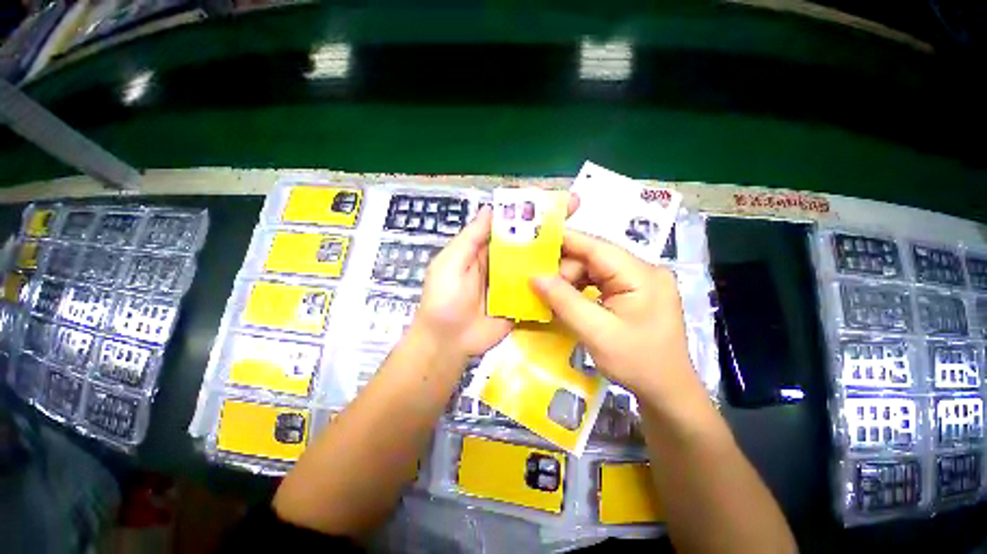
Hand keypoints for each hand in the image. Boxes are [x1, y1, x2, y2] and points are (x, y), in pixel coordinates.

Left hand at [412, 193, 579, 360]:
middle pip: (529, 241)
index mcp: (485, 249)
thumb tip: (490, 208)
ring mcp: (514, 283)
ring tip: (583, 243)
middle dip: (552, 226)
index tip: (552, 197)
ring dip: (558, 253)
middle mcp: (502, 263)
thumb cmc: (443, 299)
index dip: (530, 210)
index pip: (510, 224)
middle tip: (577, 210)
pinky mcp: (523, 302)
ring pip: (539, 263)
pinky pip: (541, 288)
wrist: (448, 342)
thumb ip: (471, 238)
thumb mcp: (450, 263)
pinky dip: (556, 281)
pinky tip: (576, 274)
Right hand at [531, 230, 699, 402]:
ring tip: (552, 297)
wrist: (668, 392)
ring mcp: (640, 281)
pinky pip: (600, 281)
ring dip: (571, 281)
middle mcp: (643, 270)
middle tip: (541, 287)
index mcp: (642, 275)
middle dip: (565, 270)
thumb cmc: (638, 364)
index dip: (565, 240)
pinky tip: (568, 300)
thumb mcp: (596, 333)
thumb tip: (535, 277)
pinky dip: (580, 289)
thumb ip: (564, 301)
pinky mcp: (634, 292)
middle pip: (594, 258)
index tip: (535, 240)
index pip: (597, 247)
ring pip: (594, 269)